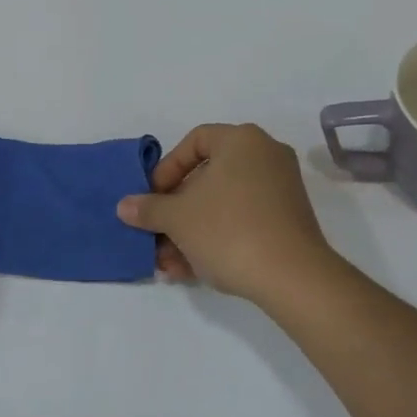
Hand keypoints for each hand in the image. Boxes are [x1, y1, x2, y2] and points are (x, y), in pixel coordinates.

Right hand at [116, 123, 337, 304]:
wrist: (291, 276)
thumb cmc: (228, 229)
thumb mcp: (178, 218)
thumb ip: (149, 208)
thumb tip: (125, 206)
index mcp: (242, 140)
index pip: (195, 141)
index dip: (167, 169)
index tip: (152, 197)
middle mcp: (266, 156)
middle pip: (208, 177)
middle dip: (176, 211)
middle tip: (156, 235)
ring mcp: (280, 189)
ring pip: (223, 205)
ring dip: (191, 232)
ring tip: (168, 264)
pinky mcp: (288, 221)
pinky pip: (243, 221)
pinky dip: (216, 239)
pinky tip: (191, 271)